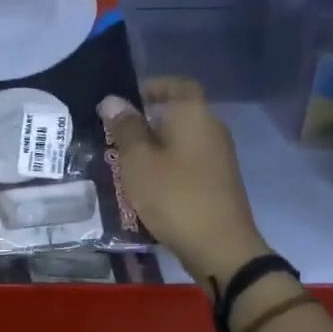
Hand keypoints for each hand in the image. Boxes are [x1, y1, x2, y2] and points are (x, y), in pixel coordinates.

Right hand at [99, 78, 267, 283]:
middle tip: (113, 137)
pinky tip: (145, 187)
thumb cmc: (174, 195)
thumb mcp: (138, 161)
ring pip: (180, 141)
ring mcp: (218, 157)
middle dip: (145, 122)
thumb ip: (125, 128)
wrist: (219, 246)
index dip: (152, 87)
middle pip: (177, 114)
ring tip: (123, 164)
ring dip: (154, 148)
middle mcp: (211, 129)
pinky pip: (186, 163)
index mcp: (193, 115)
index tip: (125, 100)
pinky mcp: (217, 182)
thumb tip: (113, 100)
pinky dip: (166, 167)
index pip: (177, 85)